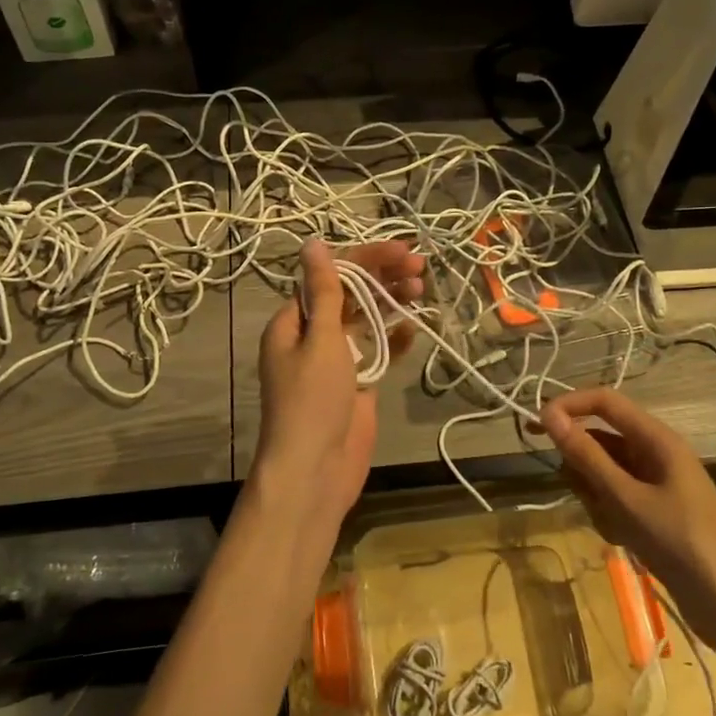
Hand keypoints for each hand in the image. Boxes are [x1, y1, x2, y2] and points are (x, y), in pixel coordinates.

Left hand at [250, 239, 424, 530]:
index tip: (402, 250)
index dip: (366, 258)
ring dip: (391, 302)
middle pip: (350, 294)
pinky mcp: (357, 382)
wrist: (315, 471)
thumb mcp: (319, 340)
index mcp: (294, 321)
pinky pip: (378, 350)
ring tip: (422, 287)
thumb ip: (324, 292)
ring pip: (366, 319)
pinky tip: (414, 326)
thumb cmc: (312, 401)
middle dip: (383, 276)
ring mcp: (337, 359)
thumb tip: (313, 244)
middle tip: (419, 265)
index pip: (332, 275)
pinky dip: (395, 338)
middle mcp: (313, 335)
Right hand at [541, 387, 715, 654]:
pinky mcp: (656, 512)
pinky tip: (622, 540)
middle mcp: (656, 454)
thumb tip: (549, 415)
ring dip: (596, 495)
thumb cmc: (681, 543)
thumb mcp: (626, 498)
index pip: (604, 401)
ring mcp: (657, 484)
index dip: (569, 406)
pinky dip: (610, 514)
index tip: (536, 426)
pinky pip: (617, 498)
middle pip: (601, 439)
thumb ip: (586, 456)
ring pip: (605, 472)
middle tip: (585, 496)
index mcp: (657, 439)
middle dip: (583, 465)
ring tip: (612, 525)